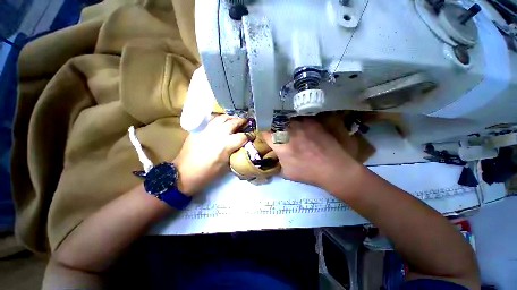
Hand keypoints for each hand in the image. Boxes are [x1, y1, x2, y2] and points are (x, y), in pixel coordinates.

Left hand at [174, 115, 247, 194]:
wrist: (183, 173)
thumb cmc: (205, 175)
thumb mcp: (223, 168)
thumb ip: (232, 154)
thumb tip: (239, 148)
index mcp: (225, 146)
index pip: (242, 136)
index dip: (249, 136)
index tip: (252, 136)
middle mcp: (217, 134)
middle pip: (233, 122)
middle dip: (241, 122)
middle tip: (245, 123)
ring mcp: (206, 129)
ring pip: (221, 117)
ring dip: (229, 119)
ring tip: (233, 121)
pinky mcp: (198, 129)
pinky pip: (210, 120)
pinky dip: (217, 119)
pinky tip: (219, 123)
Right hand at [263, 118, 362, 192]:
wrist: (333, 167)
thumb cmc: (309, 173)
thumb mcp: (287, 173)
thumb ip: (278, 162)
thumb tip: (277, 157)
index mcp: (279, 143)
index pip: (264, 132)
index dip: (264, 134)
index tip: (267, 137)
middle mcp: (289, 129)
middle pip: (276, 122)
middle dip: (276, 127)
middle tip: (279, 132)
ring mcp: (302, 123)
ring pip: (289, 118)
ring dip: (288, 123)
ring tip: (292, 128)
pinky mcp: (314, 121)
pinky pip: (303, 118)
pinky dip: (301, 122)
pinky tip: (305, 128)